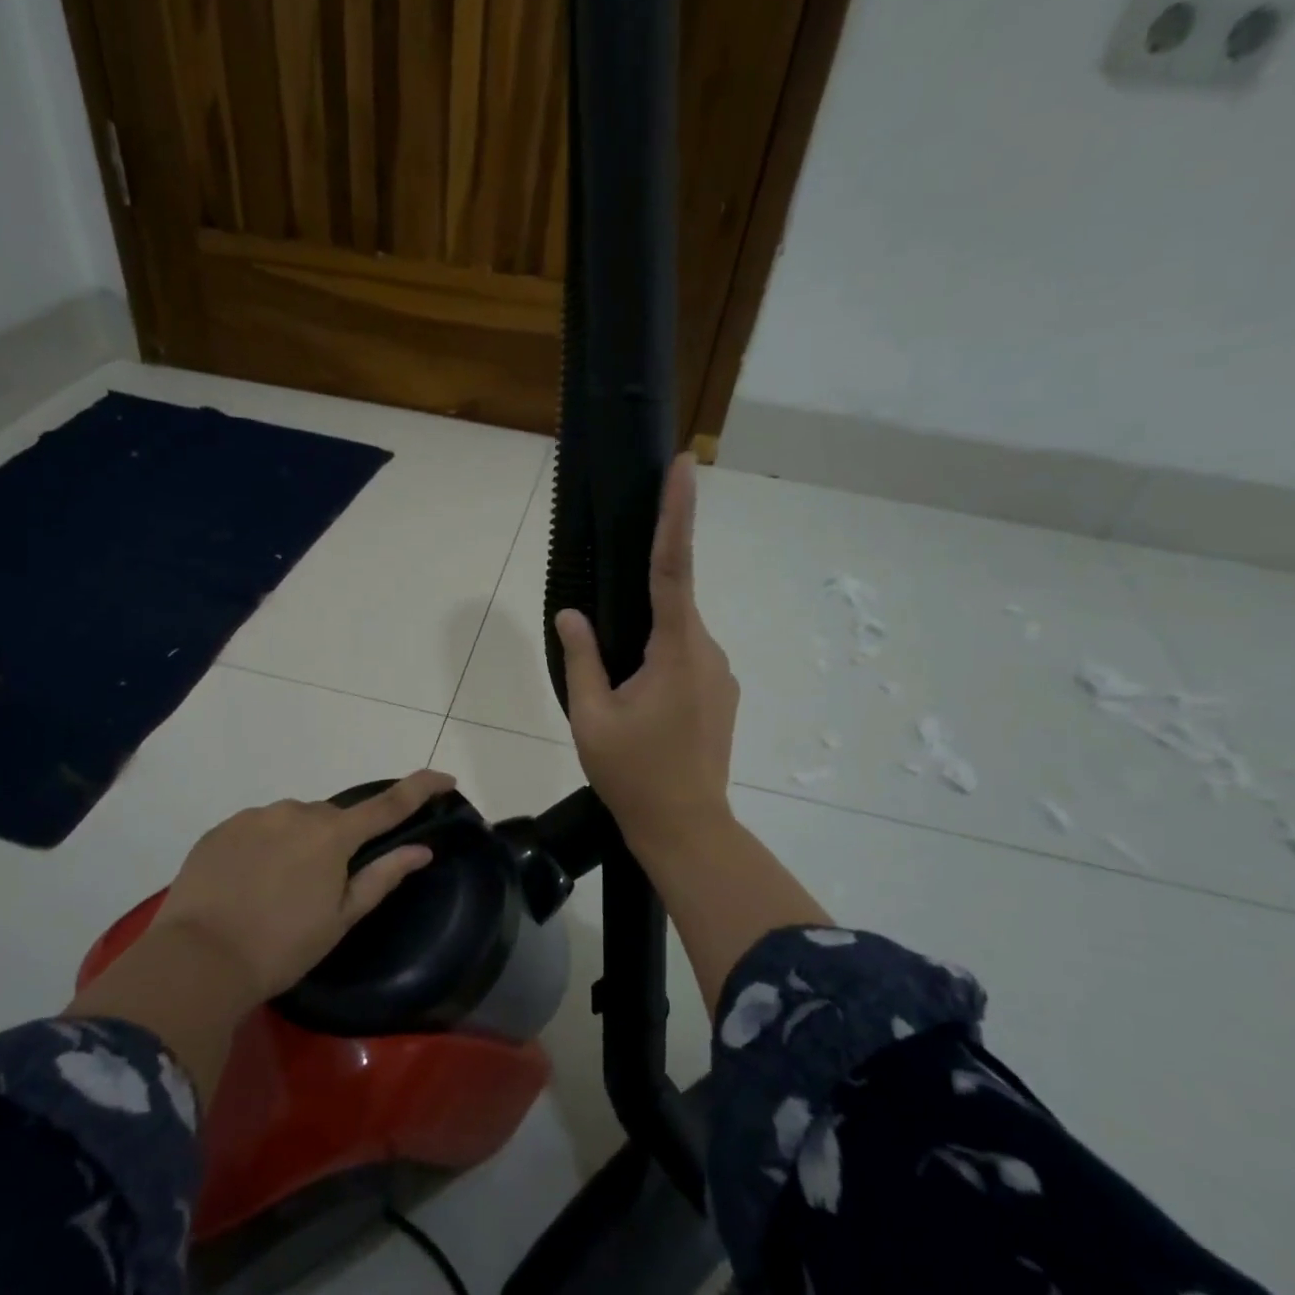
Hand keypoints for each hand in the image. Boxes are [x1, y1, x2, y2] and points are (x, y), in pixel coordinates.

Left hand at [147, 768, 454, 1004]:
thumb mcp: (340, 919)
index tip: (445, 778)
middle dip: (337, 842)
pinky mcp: (222, 828)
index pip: (388, 804)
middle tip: (323, 887)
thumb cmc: (281, 946)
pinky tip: (250, 883)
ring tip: (279, 891)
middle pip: (332, 818)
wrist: (198, 959)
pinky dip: (264, 848)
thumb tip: (421, 849)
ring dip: (298, 844)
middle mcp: (296, 812)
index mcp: (332, 835)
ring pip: (292, 822)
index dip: (420, 788)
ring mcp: (255, 816)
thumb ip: (382, 877)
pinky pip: (258, 828)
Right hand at [554, 453, 738, 858]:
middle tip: (609, 673)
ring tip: (624, 706)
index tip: (685, 465)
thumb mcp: (592, 717)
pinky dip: (661, 668)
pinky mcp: (723, 694)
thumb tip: (571, 614)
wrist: (686, 828)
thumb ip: (582, 658)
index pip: (673, 567)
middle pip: (670, 608)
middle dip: (636, 618)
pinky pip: (687, 661)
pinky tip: (644, 710)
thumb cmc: (633, 774)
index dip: (676, 513)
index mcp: (676, 650)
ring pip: (676, 639)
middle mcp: (708, 651)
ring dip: (645, 652)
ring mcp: (722, 674)